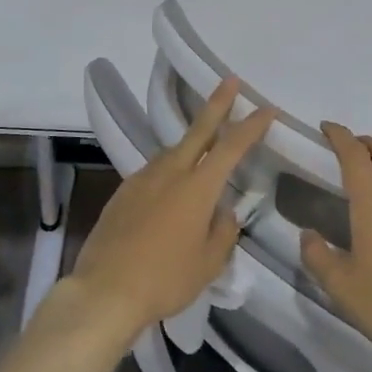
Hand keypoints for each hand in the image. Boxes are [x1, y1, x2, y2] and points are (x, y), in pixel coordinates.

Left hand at [60, 78, 276, 346]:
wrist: (105, 290)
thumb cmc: (165, 279)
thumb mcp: (208, 264)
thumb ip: (222, 232)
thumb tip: (224, 213)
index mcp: (197, 188)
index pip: (231, 148)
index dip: (251, 126)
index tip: (266, 109)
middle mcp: (170, 173)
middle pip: (198, 131)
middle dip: (217, 104)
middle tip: (229, 81)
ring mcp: (142, 179)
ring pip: (173, 151)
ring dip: (191, 143)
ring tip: (204, 146)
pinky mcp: (122, 192)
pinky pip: (153, 171)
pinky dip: (169, 169)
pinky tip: (170, 187)